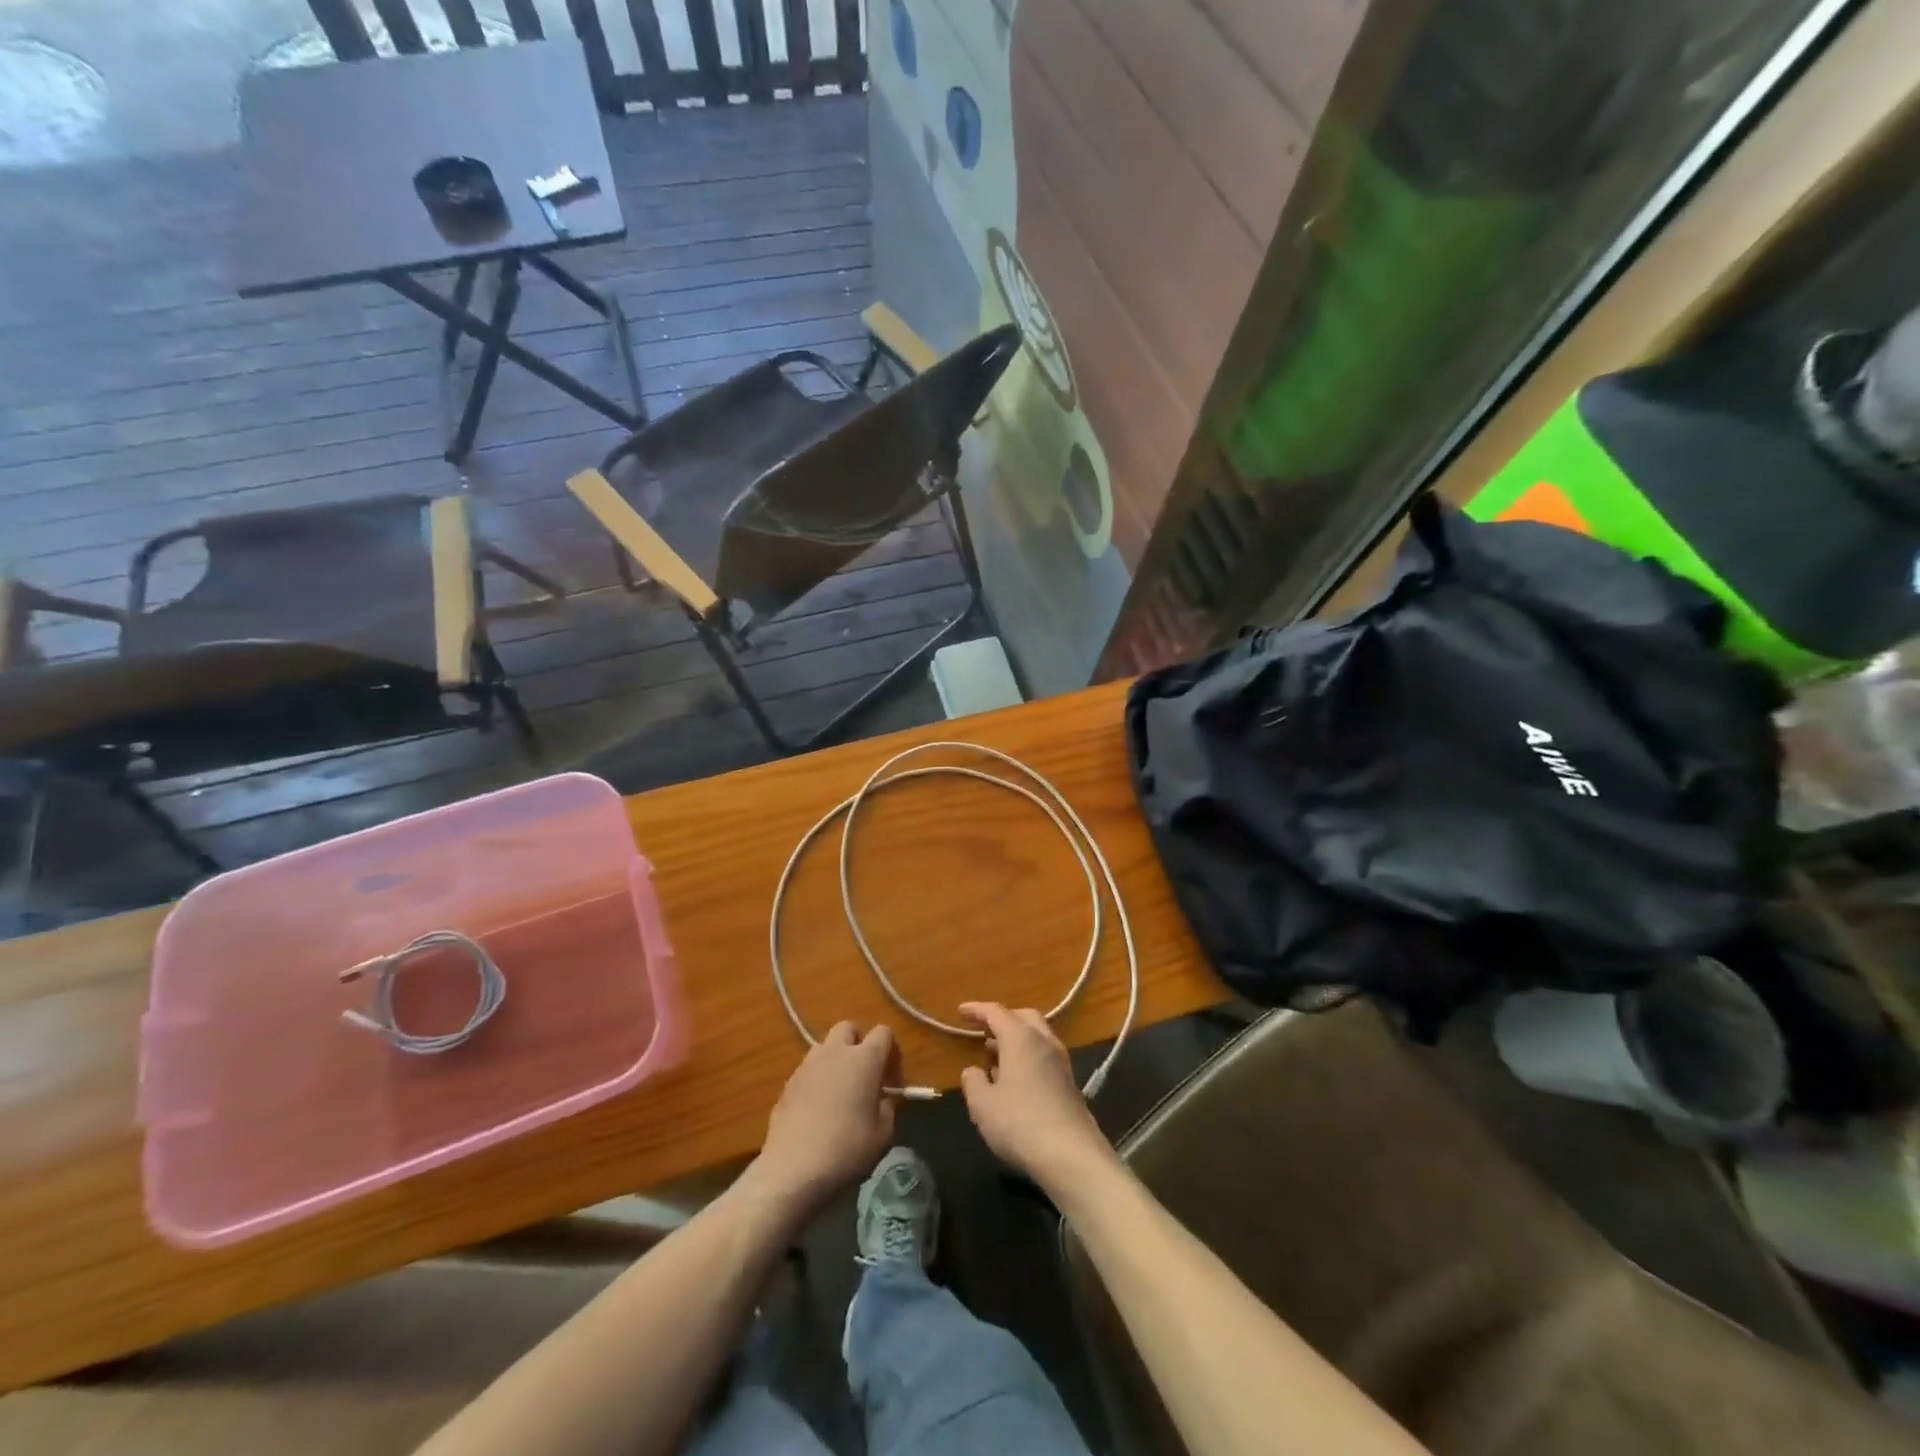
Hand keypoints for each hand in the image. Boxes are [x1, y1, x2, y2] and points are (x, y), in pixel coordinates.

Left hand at [745, 1023, 895, 1219]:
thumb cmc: (846, 1149)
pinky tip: (818, 1108)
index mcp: (864, 1059)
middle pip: (849, 1028)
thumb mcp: (883, 1134)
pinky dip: (818, 1078)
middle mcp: (835, 1052)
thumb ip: (888, 1107)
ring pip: (825, 1046)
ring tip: (840, 1090)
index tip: (892, 1079)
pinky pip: (808, 1069)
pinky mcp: (788, 1083)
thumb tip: (882, 1098)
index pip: (884, 1032)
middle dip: (860, 1044)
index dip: (892, 1051)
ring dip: (836, 1059)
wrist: (793, 1169)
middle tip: (865, 1074)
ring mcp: (808, 1065)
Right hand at [958, 1003, 1115, 1189]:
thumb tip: (973, 1071)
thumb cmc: (1020, 1123)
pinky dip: (1027, 1057)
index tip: (960, 1011)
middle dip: (1002, 1019)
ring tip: (994, 1055)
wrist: (1071, 1155)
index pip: (996, 1012)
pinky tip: (1015, 1080)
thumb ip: (973, 1082)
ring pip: (1037, 1036)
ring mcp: (1061, 1062)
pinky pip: (1044, 1056)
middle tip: (983, 1030)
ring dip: (1016, 1039)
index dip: (977, 1010)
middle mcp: (1044, 1042)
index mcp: (1021, 1038)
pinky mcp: (1070, 1083)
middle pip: (1023, 1017)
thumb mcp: (983, 1105)